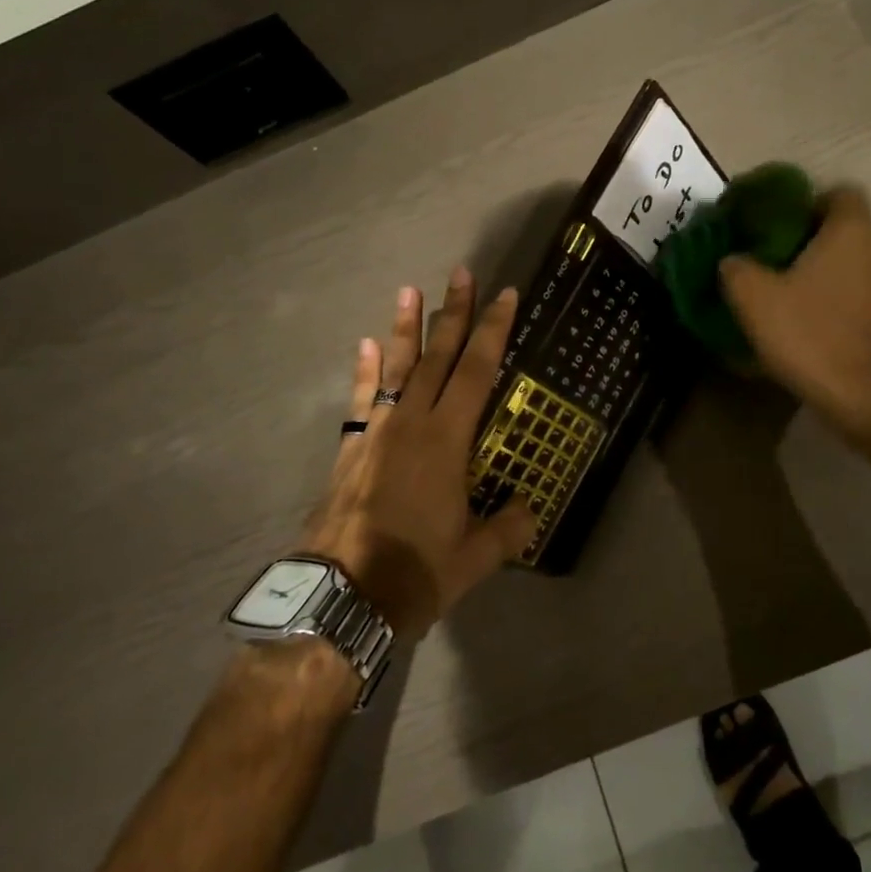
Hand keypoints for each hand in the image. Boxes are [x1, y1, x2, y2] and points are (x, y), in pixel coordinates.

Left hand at [300, 268, 537, 638]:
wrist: (340, 598)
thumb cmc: (414, 573)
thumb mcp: (475, 557)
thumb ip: (508, 528)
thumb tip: (530, 509)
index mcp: (447, 440)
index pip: (477, 371)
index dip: (492, 331)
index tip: (504, 296)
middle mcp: (412, 423)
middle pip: (437, 356)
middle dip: (453, 313)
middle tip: (461, 273)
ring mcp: (377, 431)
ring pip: (396, 368)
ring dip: (405, 328)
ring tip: (409, 291)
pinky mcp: (351, 448)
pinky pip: (362, 398)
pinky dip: (366, 370)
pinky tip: (364, 345)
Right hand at [718, 187, 870, 443]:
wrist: (866, 397)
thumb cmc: (810, 333)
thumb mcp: (753, 298)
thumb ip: (736, 267)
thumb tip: (733, 260)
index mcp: (853, 229)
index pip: (838, 193)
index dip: (808, 204)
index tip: (780, 227)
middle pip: (850, 229)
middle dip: (816, 242)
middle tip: (779, 263)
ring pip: (861, 263)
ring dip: (834, 274)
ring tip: (798, 296)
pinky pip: (870, 295)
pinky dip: (848, 302)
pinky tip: (820, 325)